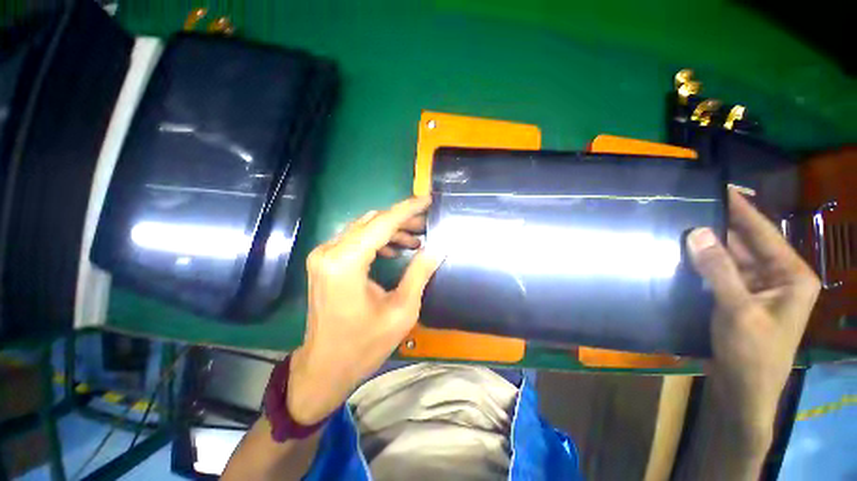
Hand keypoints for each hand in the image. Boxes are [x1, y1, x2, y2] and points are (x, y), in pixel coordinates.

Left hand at [287, 197, 441, 423]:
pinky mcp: (325, 261)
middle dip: (402, 219)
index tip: (428, 199)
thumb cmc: (364, 344)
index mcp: (346, 263)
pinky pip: (355, 239)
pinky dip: (377, 239)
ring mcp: (323, 255)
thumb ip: (419, 273)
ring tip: (416, 238)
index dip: (408, 209)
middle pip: (372, 221)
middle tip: (426, 223)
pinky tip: (394, 249)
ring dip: (390, 229)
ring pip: (364, 228)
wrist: (325, 366)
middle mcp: (329, 251)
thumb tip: (438, 248)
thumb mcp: (401, 310)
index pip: (382, 223)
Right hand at [686, 189, 819, 446]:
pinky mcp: (741, 299)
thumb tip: (697, 232)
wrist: (744, 392)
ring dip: (710, 246)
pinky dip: (706, 264)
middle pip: (747, 243)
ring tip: (683, 225)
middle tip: (692, 205)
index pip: (763, 232)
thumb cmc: (752, 353)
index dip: (742, 208)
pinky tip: (687, 254)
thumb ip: (719, 269)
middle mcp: (778, 276)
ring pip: (732, 258)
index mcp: (792, 275)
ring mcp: (759, 289)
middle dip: (721, 226)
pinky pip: (723, 273)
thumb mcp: (736, 310)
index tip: (720, 187)